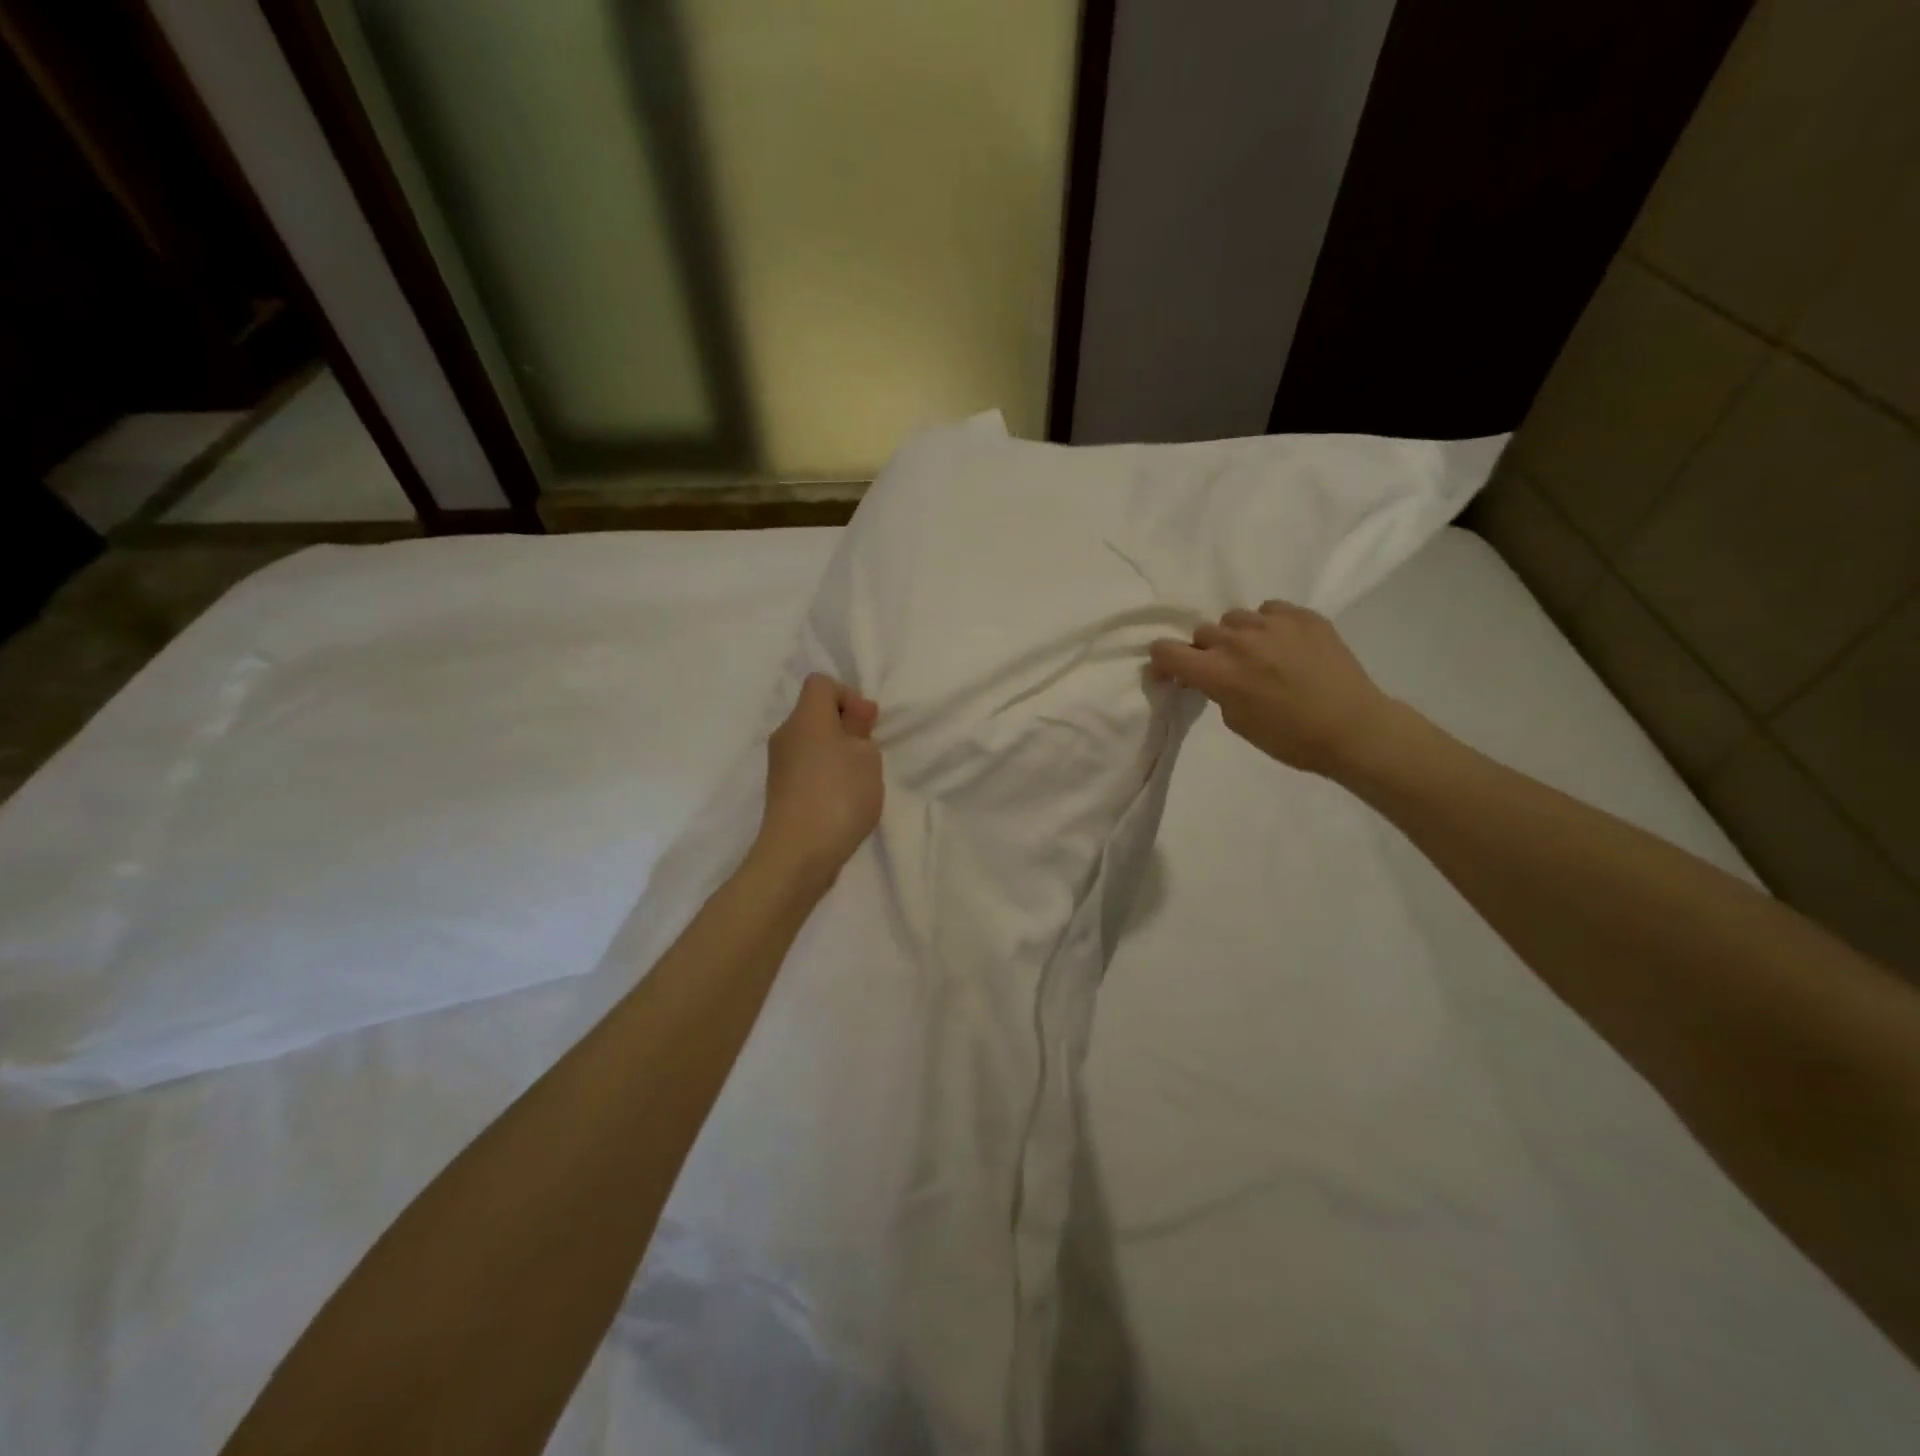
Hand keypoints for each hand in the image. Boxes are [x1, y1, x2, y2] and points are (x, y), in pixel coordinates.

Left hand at [755, 673, 883, 886]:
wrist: (798, 854)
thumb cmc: (838, 795)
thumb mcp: (866, 757)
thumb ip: (861, 729)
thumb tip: (853, 714)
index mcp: (806, 718)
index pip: (821, 683)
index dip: (848, 696)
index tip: (866, 725)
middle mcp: (786, 735)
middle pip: (816, 714)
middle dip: (845, 728)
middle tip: (867, 756)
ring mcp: (780, 766)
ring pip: (812, 743)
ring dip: (837, 755)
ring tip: (857, 783)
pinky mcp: (781, 792)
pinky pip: (808, 769)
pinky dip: (826, 777)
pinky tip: (841, 802)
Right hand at [1149, 601, 1399, 777]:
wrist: (1354, 728)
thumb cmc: (1290, 738)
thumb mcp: (1237, 721)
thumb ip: (1216, 690)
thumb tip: (1212, 674)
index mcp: (1217, 671)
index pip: (1166, 650)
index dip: (1163, 661)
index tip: (1171, 672)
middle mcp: (1238, 640)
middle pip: (1202, 632)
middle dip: (1206, 651)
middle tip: (1224, 669)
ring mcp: (1272, 623)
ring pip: (1235, 618)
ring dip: (1237, 636)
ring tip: (1257, 654)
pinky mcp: (1303, 615)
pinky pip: (1269, 610)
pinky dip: (1268, 626)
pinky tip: (1284, 644)